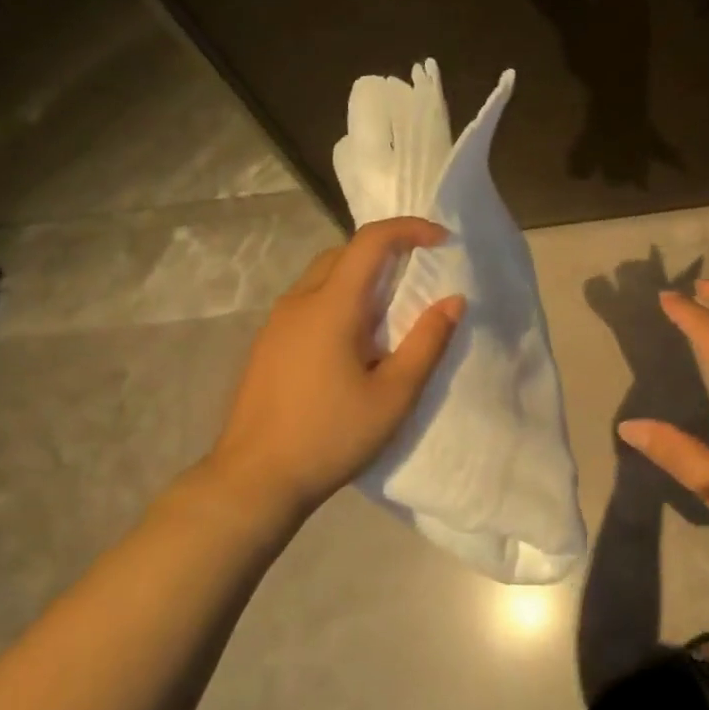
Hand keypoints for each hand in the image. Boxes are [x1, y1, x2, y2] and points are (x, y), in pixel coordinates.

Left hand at [197, 218, 463, 522]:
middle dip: (386, 250)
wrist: (255, 479)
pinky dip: (340, 299)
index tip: (442, 241)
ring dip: (361, 276)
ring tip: (392, 310)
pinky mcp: (268, 344)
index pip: (371, 242)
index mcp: (332, 306)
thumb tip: (453, 300)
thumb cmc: (331, 435)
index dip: (410, 229)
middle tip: (420, 274)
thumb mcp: (394, 395)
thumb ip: (427, 342)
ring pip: (323, 276)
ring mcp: (277, 323)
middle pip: (344, 252)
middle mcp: (299, 302)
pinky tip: (354, 341)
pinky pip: (309, 301)